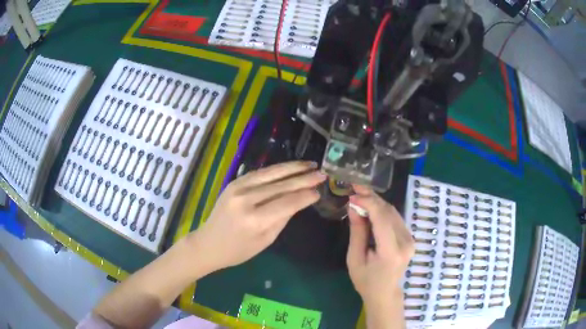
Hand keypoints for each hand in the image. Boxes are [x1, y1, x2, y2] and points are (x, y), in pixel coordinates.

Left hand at [188, 161, 325, 274]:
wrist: (208, 243)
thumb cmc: (238, 250)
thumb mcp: (265, 240)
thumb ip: (283, 218)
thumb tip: (300, 200)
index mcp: (254, 219)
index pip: (287, 203)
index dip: (305, 196)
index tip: (320, 191)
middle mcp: (246, 199)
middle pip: (281, 185)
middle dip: (304, 178)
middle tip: (322, 173)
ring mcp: (237, 187)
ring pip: (271, 173)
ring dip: (292, 167)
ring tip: (310, 165)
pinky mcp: (234, 182)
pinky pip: (260, 173)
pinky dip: (276, 170)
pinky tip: (289, 168)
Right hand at [346, 185, 413, 327]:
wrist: (384, 293)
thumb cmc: (366, 280)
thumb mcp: (354, 258)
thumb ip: (357, 232)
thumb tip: (354, 206)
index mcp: (391, 251)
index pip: (382, 219)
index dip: (368, 202)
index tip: (352, 194)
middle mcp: (405, 242)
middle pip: (389, 212)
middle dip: (372, 198)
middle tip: (355, 189)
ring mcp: (410, 239)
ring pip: (393, 212)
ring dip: (377, 202)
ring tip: (360, 196)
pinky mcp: (410, 237)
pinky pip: (395, 218)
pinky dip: (382, 211)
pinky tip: (371, 208)